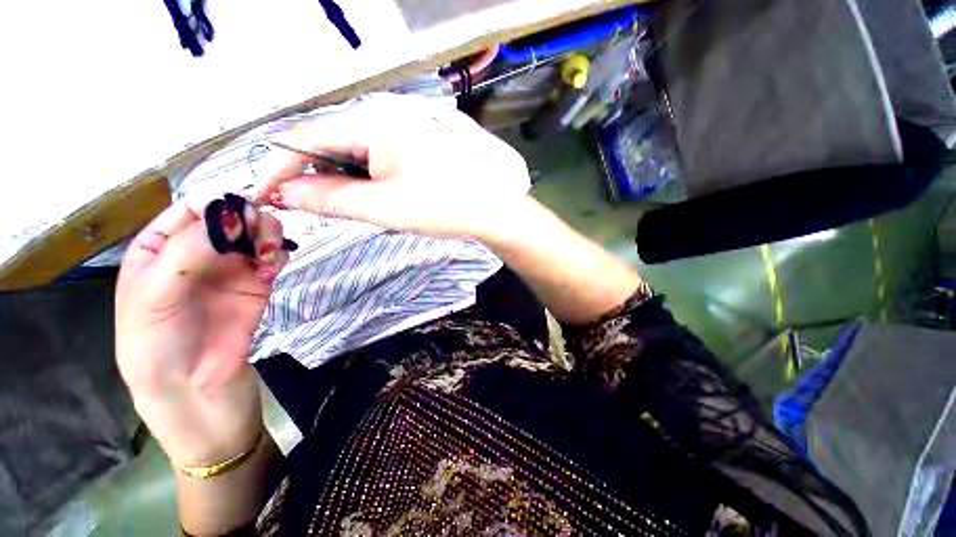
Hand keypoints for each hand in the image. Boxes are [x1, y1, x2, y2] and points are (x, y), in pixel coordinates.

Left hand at [115, 200, 288, 466]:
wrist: (195, 389)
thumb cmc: (158, 343)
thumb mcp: (154, 294)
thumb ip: (189, 250)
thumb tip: (234, 214)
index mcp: (161, 247)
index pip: (192, 208)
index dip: (217, 203)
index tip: (240, 211)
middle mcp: (198, 252)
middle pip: (231, 217)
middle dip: (248, 218)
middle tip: (257, 236)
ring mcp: (231, 268)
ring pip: (256, 233)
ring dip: (268, 234)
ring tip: (269, 254)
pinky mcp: (259, 283)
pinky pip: (273, 256)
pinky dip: (279, 252)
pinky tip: (275, 265)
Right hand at [257, 93, 530, 239]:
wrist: (488, 210)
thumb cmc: (441, 207)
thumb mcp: (382, 207)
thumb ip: (330, 198)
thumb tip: (286, 194)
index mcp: (373, 124)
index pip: (307, 138)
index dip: (279, 166)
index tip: (263, 193)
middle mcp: (383, 118)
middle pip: (328, 143)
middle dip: (310, 175)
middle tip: (303, 207)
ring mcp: (400, 132)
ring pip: (351, 153)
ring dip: (336, 179)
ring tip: (338, 206)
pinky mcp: (410, 148)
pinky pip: (372, 159)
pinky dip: (360, 179)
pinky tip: (365, 197)